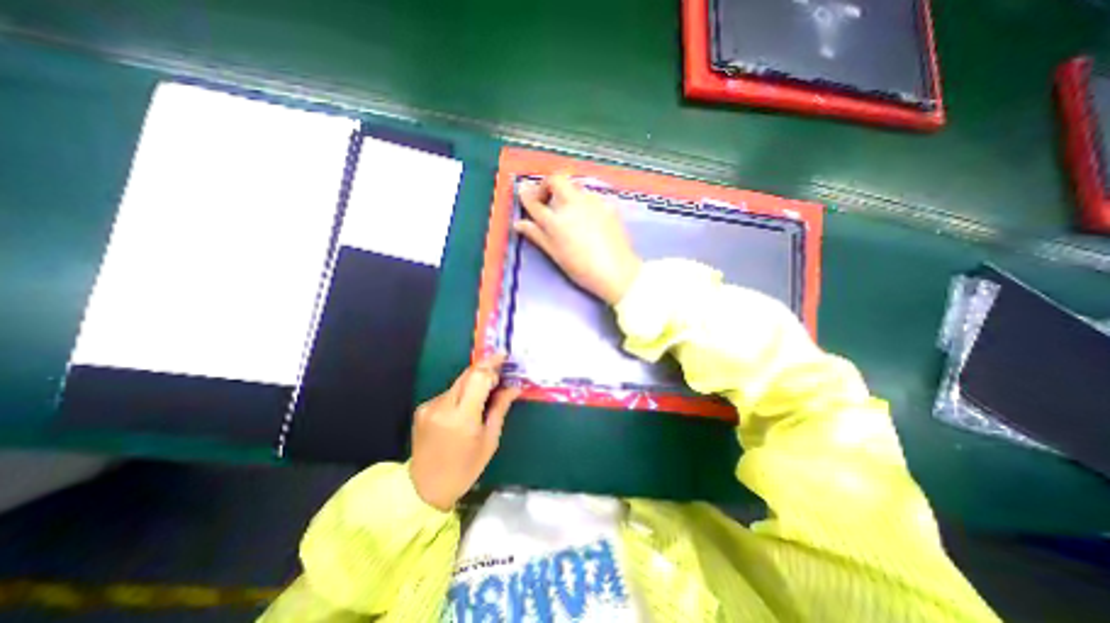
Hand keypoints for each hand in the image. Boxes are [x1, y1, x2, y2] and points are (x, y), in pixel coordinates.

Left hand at [406, 355, 519, 510]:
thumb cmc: (465, 467)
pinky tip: (466, 408)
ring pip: (458, 383)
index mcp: (462, 417)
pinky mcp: (423, 408)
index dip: (492, 364)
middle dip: (485, 369)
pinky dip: (461, 394)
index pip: (478, 377)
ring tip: (485, 394)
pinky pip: (448, 393)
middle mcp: (443, 406)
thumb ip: (500, 408)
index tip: (504, 358)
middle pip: (467, 375)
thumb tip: (514, 387)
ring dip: (474, 383)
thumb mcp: (489, 440)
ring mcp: (430, 406)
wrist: (425, 488)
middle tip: (500, 369)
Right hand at [513, 174, 641, 303]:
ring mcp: (592, 202)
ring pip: (574, 187)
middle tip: (547, 200)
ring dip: (566, 194)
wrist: (617, 271)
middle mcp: (573, 204)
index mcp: (556, 221)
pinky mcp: (607, 205)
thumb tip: (519, 223)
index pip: (534, 201)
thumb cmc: (582, 268)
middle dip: (547, 185)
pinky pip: (590, 196)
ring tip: (568, 213)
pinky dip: (582, 202)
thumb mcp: (555, 254)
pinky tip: (587, 219)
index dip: (526, 195)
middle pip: (556, 180)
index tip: (523, 192)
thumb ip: (536, 235)